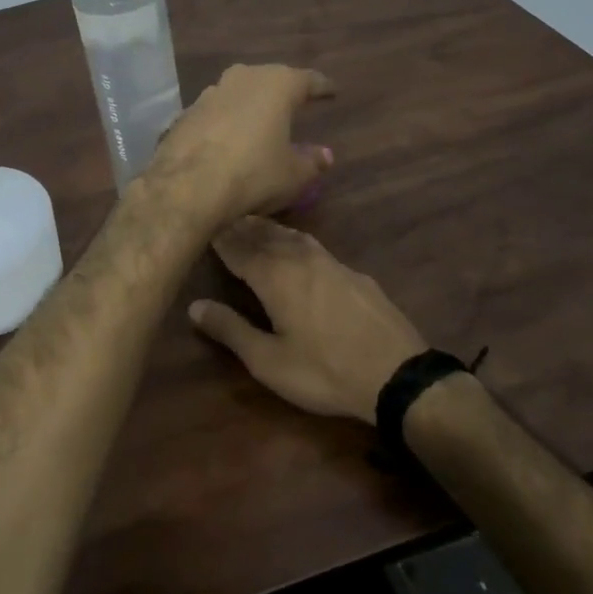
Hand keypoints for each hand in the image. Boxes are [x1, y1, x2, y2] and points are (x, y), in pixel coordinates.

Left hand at [149, 64, 334, 226]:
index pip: (307, 80)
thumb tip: (324, 155)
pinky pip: (214, 112)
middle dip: (282, 90)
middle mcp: (243, 78)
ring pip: (238, 91)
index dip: (321, 87)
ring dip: (249, 103)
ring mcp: (210, 93)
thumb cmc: (254, 173)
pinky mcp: (186, 113)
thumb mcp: (293, 175)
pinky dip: (225, 120)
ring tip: (259, 118)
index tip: (331, 91)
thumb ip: (312, 162)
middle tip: (294, 102)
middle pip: (269, 79)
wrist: (188, 185)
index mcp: (277, 85)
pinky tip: (227, 136)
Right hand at [188, 217, 425, 423]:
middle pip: (265, 234)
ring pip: (292, 236)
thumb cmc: (324, 371)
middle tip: (223, 218)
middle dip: (242, 226)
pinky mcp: (354, 274)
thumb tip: (194, 306)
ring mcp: (332, 263)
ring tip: (254, 225)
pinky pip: (315, 246)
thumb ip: (231, 330)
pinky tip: (299, 249)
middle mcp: (300, 258)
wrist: (398, 375)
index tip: (202, 226)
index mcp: (275, 276)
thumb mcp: (268, 361)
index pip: (238, 247)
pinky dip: (295, 240)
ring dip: (269, 229)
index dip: (219, 238)